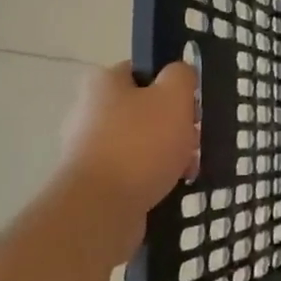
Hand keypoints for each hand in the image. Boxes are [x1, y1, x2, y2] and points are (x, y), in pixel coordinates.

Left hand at [59, 61, 198, 224]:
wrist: (100, 209)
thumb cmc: (140, 143)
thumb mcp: (174, 96)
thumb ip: (182, 75)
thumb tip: (179, 73)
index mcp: (103, 83)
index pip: (143, 71)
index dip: (171, 84)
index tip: (190, 104)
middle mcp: (89, 112)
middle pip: (145, 109)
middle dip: (174, 124)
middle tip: (192, 139)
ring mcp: (88, 150)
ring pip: (142, 142)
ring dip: (168, 152)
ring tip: (187, 169)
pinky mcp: (93, 182)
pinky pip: (132, 171)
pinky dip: (152, 176)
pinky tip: (171, 186)